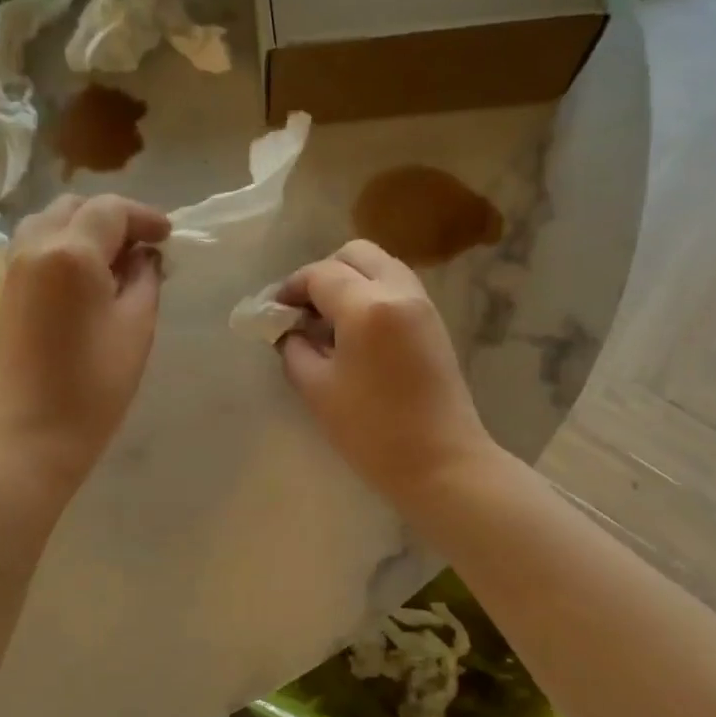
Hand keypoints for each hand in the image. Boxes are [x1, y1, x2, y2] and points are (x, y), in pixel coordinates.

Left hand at [0, 193, 169, 486]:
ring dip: (84, 227)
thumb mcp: (137, 326)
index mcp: (71, 252)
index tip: (168, 237)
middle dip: (113, 218)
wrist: (36, 431)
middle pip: (76, 207)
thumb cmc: (96, 384)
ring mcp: (15, 267)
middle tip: (144, 246)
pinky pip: (36, 245)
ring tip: (114, 256)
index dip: (144, 217)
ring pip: (50, 221)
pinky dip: (64, 243)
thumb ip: (145, 279)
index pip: (110, 211)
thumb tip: (145, 255)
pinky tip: (87, 272)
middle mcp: (36, 247)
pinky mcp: (8, 289)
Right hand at [277, 240, 494, 502]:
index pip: (320, 274)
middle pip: (356, 254)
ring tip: (328, 322)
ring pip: (381, 266)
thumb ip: (294, 349)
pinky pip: (397, 287)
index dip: (291, 288)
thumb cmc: (372, 431)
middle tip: (304, 310)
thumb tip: (288, 330)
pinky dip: (371, 294)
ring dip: (350, 281)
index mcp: (367, 306)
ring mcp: (422, 305)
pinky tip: (355, 333)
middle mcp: (399, 292)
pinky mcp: (434, 323)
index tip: (274, 312)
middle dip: (324, 273)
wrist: (441, 462)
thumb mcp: (317, 390)